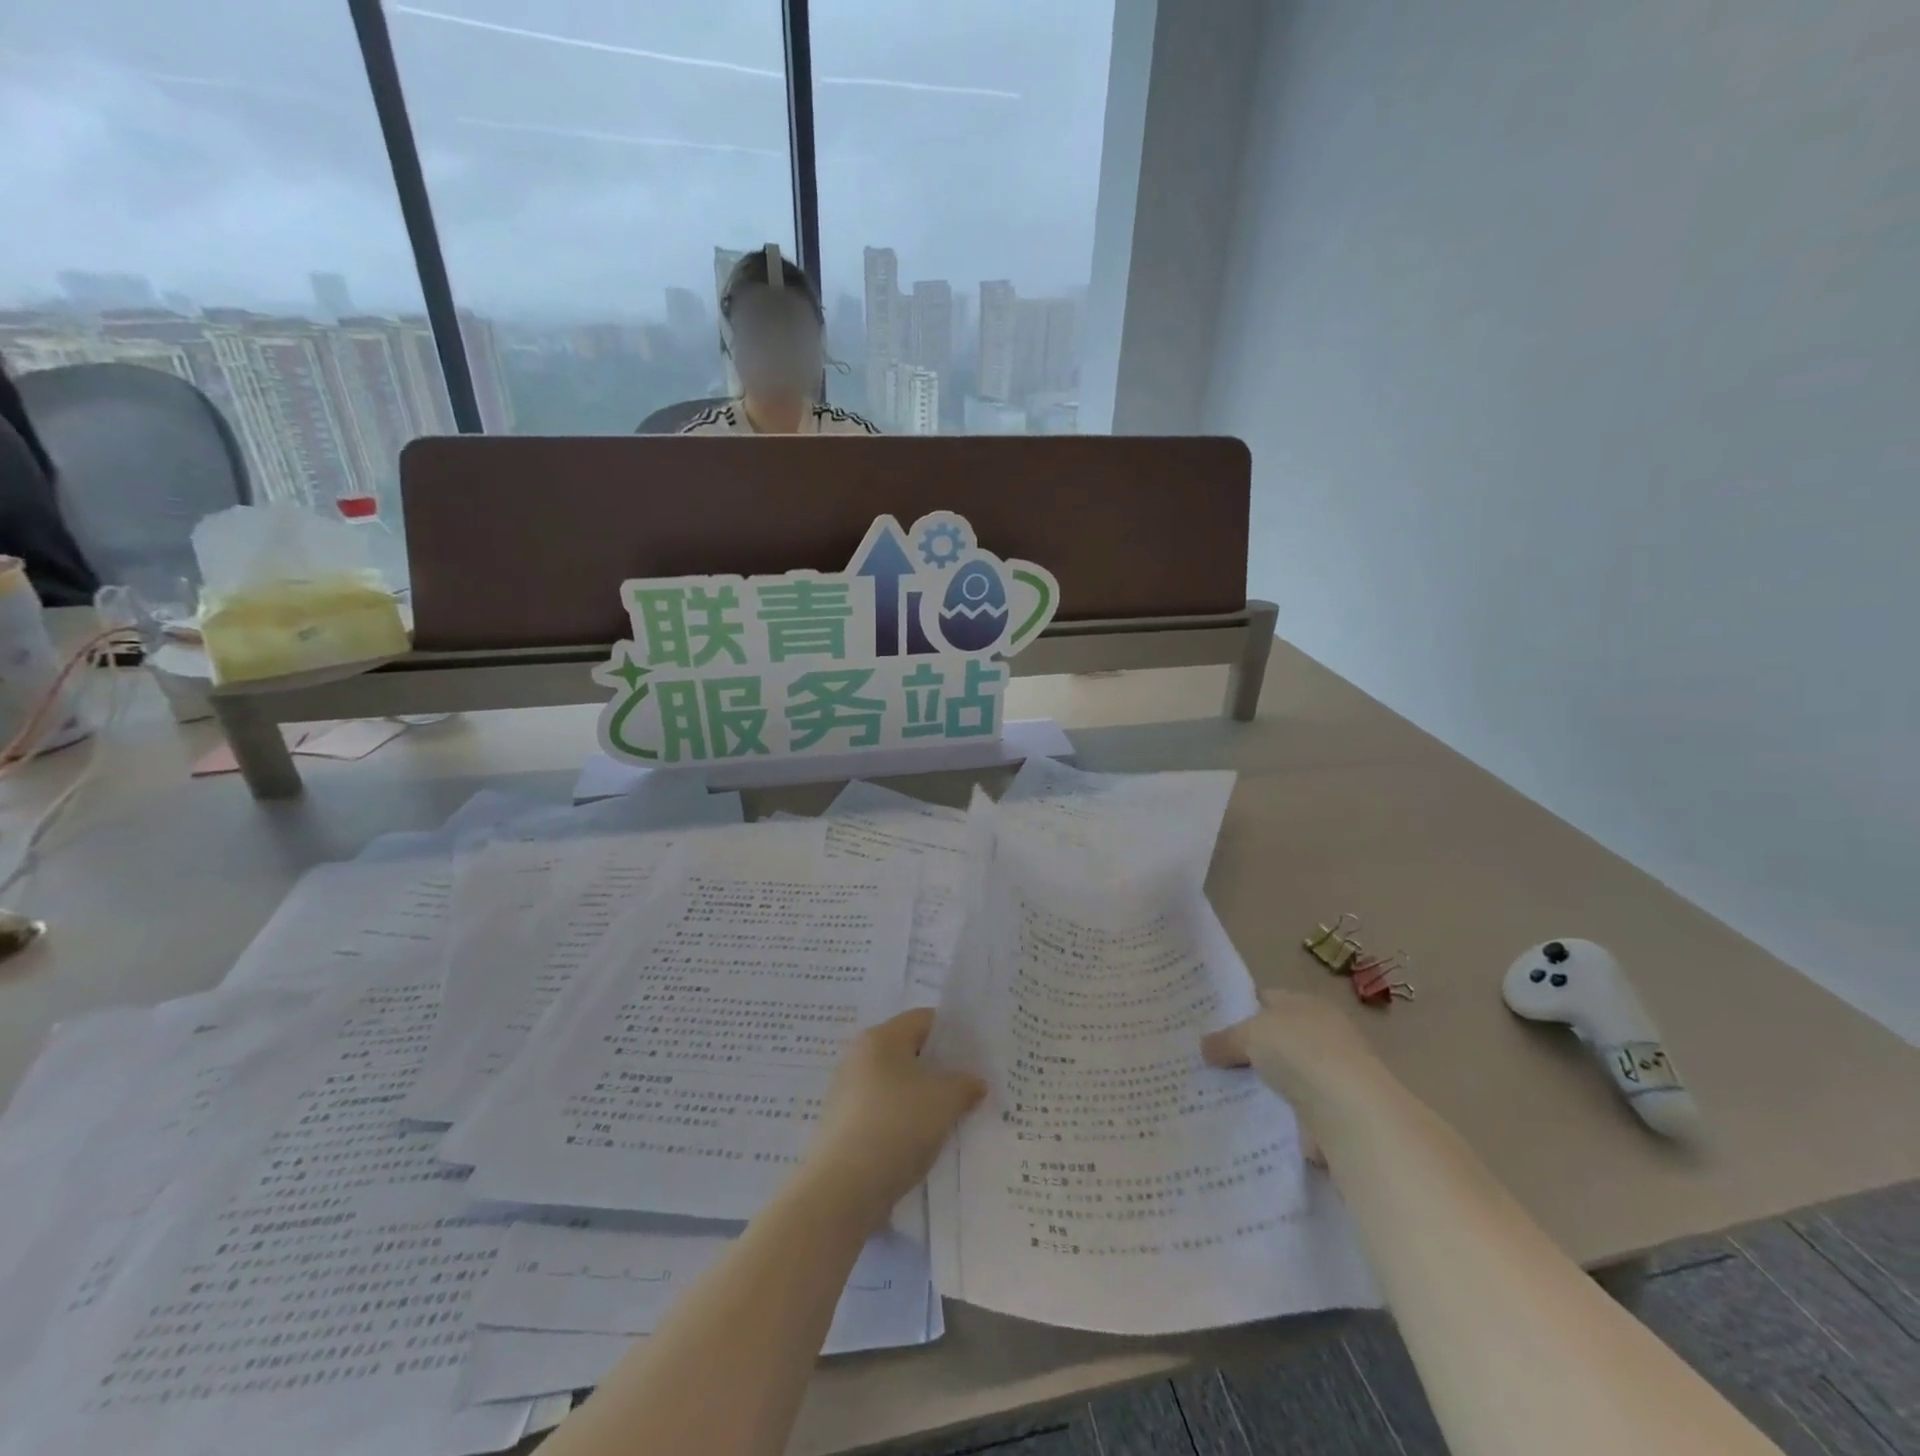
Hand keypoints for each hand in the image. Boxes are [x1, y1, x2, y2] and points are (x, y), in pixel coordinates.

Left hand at [807, 1009, 985, 1219]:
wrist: (844, 1189)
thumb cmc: (898, 1126)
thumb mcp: (945, 1101)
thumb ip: (965, 1084)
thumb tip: (975, 1082)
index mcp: (881, 1037)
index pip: (924, 1019)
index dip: (953, 1033)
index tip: (976, 1056)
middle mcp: (859, 1056)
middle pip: (908, 1051)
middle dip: (939, 1068)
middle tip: (968, 1087)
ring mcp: (847, 1091)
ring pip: (896, 1084)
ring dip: (921, 1097)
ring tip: (950, 1118)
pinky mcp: (842, 1124)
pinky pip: (882, 1110)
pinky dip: (903, 1119)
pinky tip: (921, 1141)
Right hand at [1202, 987, 1386, 1111]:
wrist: (1350, 1112)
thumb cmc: (1300, 1052)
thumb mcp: (1250, 1034)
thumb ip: (1226, 1039)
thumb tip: (1204, 1047)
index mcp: (1307, 1004)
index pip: (1266, 1000)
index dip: (1239, 1010)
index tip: (1209, 1026)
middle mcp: (1322, 1034)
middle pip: (1274, 1039)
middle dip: (1247, 1050)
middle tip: (1208, 1060)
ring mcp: (1329, 1075)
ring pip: (1282, 1076)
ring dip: (1261, 1085)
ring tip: (1219, 1092)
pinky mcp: (1331, 1113)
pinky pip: (1291, 1109)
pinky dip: (1274, 1115)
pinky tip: (1245, 1119)